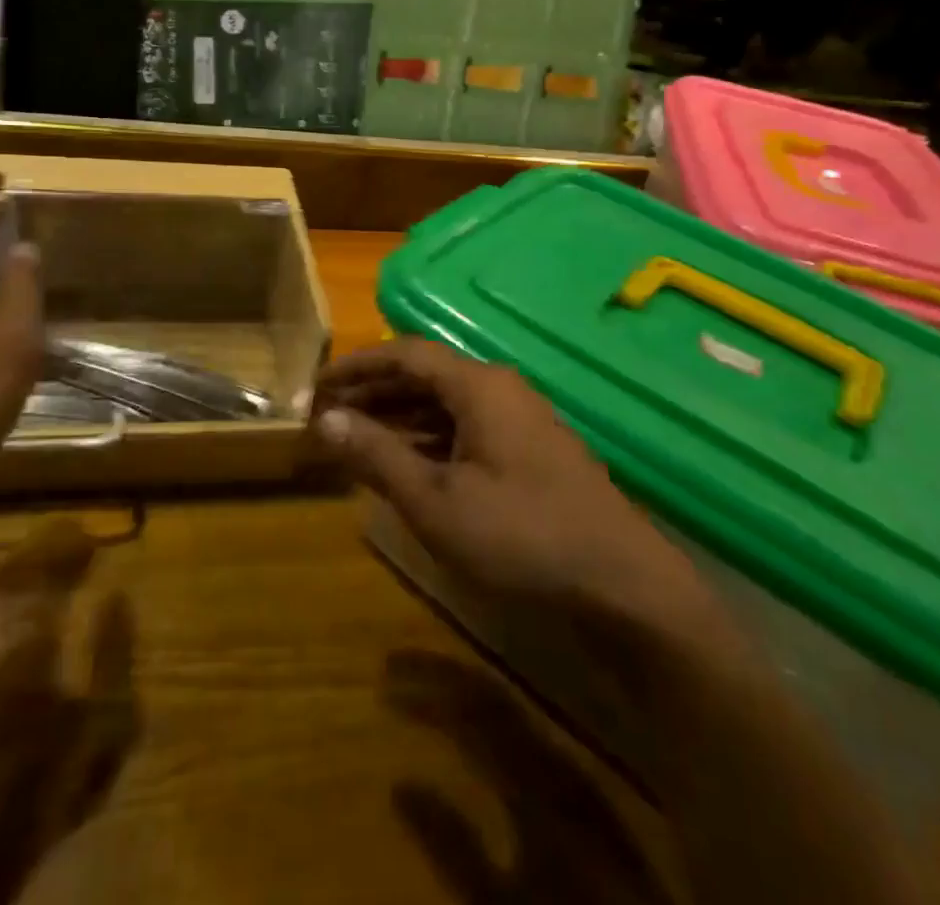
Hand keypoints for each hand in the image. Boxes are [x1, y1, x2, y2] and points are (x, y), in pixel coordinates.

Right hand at [313, 338, 724, 631]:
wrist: (623, 586)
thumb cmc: (521, 536)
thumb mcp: (436, 501)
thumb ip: (378, 455)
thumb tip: (327, 420)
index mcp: (478, 386)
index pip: (405, 354)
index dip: (356, 366)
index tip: (316, 387)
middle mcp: (499, 390)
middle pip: (424, 376)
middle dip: (373, 393)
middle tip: (328, 417)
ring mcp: (519, 421)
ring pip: (445, 405)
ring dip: (398, 419)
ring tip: (355, 440)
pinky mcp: (529, 453)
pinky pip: (465, 430)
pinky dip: (428, 440)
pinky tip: (405, 466)